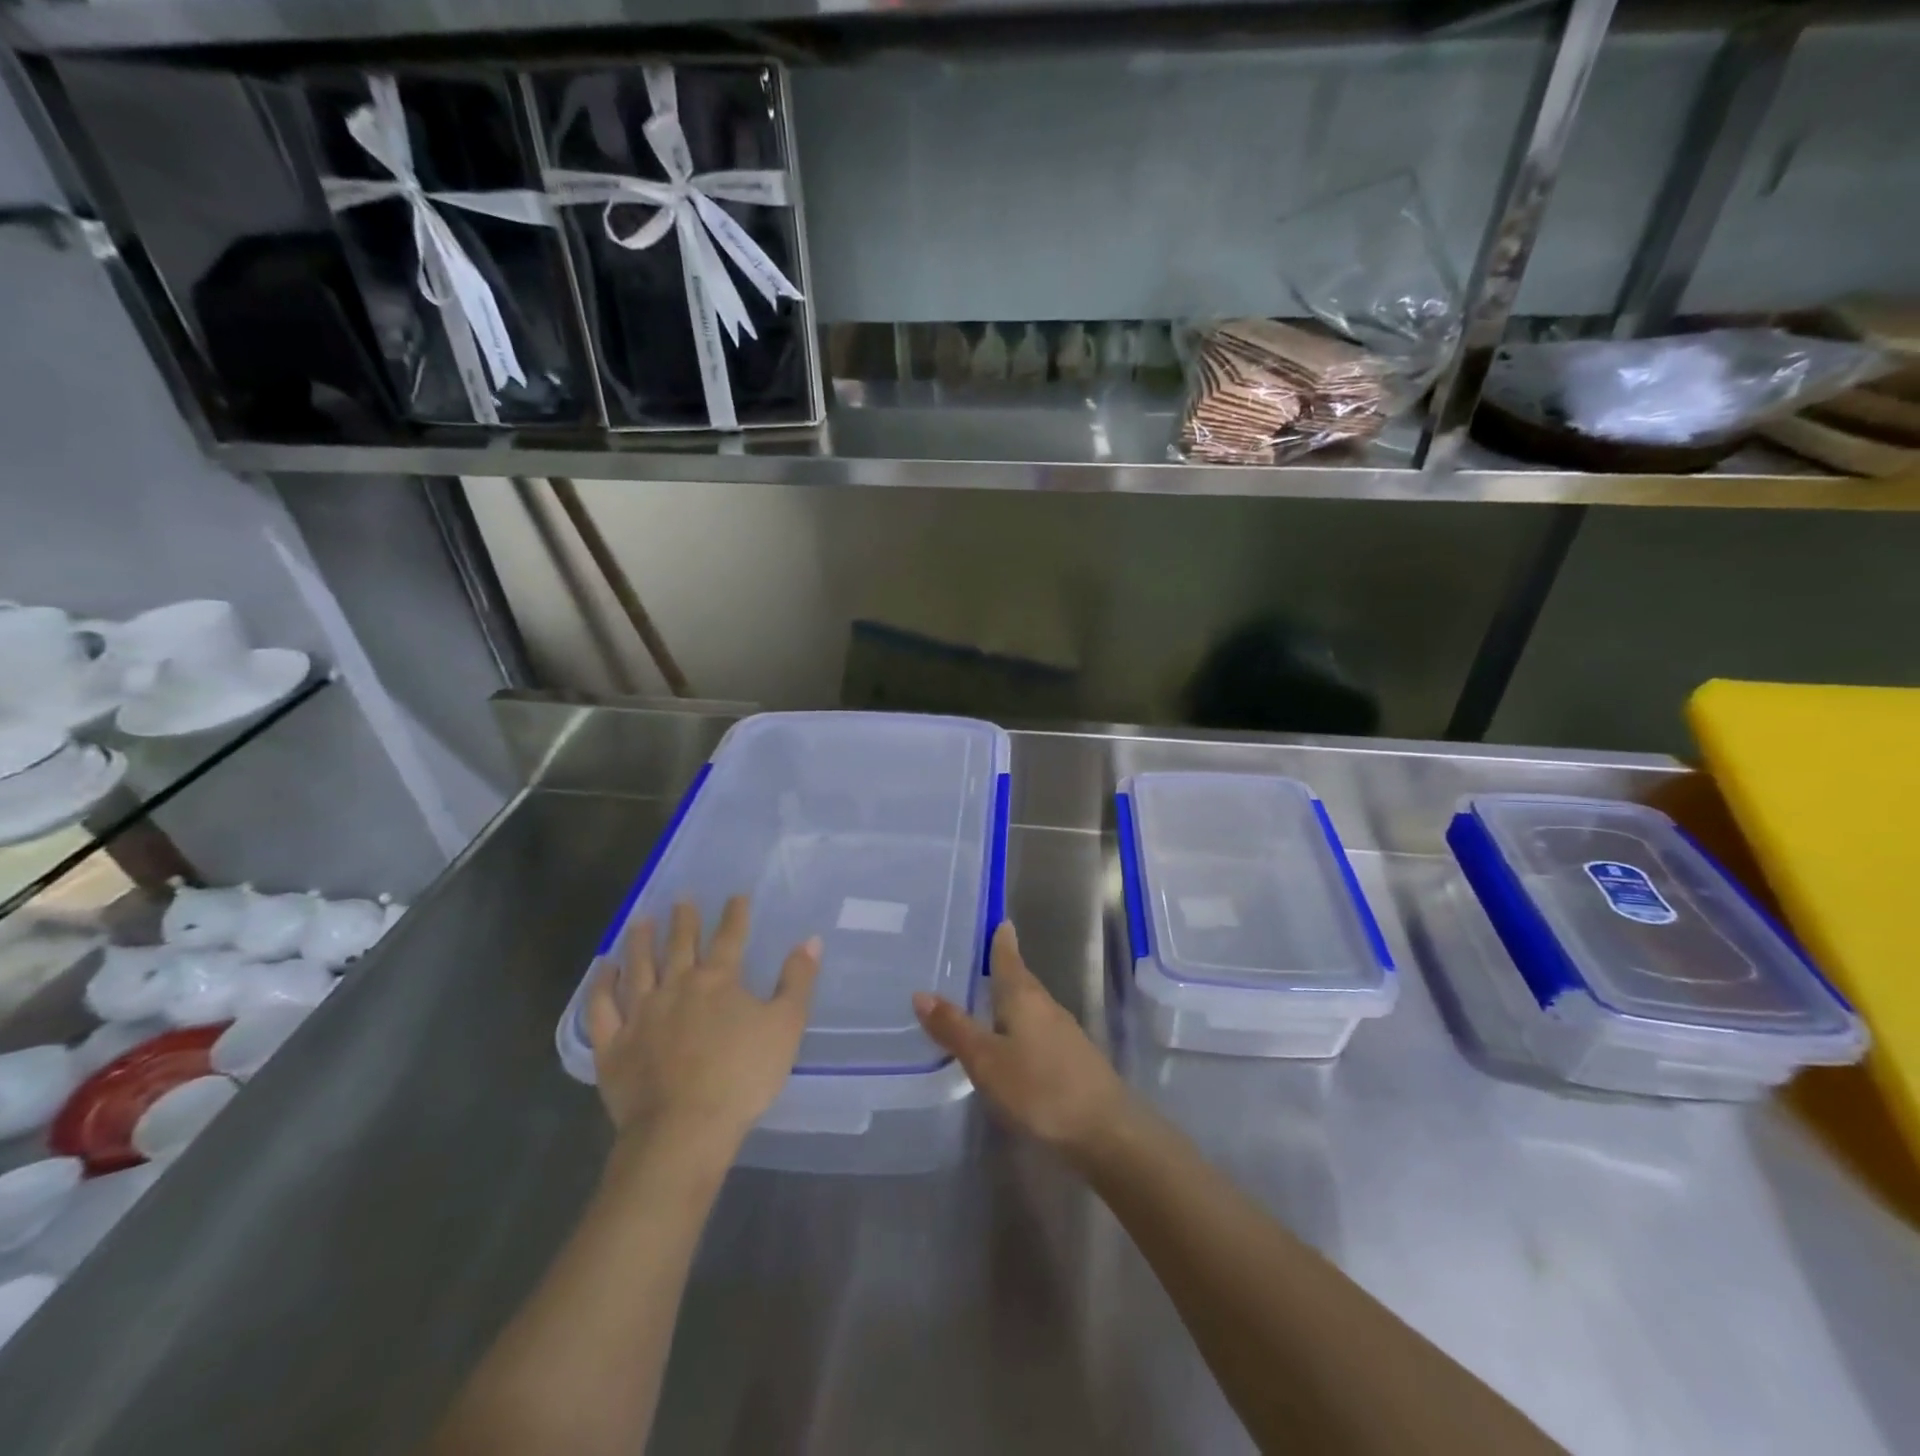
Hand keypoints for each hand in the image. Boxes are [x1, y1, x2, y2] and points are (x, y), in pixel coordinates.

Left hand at [586, 897, 820, 1154]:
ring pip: (638, 967)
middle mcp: (676, 986)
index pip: (729, 937)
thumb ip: (797, 981)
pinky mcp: (613, 1044)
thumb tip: (810, 940)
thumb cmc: (742, 1076)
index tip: (736, 896)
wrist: (683, 1128)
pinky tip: (603, 969)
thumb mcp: (786, 1026)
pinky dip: (601, 985)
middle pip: (680, 945)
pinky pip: (602, 1008)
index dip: (734, 915)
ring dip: (640, 942)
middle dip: (684, 920)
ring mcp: (640, 1014)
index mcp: (718, 981)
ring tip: (641, 920)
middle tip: (682, 898)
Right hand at [913, 922, 1132, 1163]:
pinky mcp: (1073, 1060)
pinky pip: (1039, 1031)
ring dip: (1011, 1002)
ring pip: (1031, 1007)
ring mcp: (1064, 1034)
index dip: (1002, 941)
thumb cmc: (1040, 1088)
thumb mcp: (987, 1061)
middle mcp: (1046, 1007)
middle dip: (1003, 971)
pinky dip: (1021, 1028)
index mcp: (1024, 998)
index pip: (1009, 959)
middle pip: (1022, 981)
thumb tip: (921, 993)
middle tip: (980, 960)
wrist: (1107, 1132)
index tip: (999, 921)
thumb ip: (955, 1029)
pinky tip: (1011, 1044)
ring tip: (987, 1002)